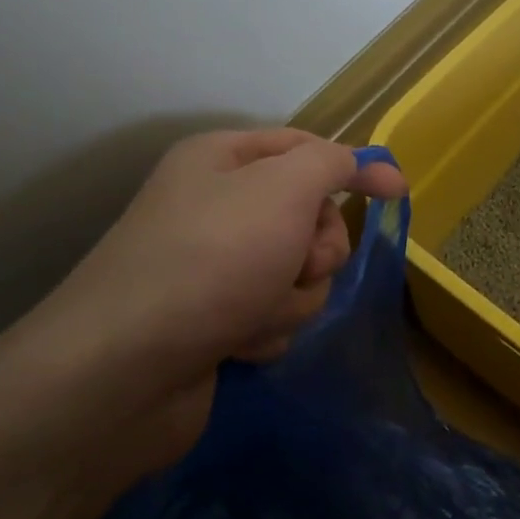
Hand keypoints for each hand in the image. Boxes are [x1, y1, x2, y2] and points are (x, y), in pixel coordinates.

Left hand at [0, 129, 405, 481]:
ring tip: (254, 312)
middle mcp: (216, 206)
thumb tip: (371, 165)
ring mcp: (214, 267)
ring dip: (291, 295)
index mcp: (223, 159)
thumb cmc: (212, 260)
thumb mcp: (284, 189)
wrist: (123, 370)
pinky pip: (273, 313)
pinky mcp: (214, 320)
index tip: (397, 193)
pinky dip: (267, 328)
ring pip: (298, 272)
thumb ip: (333, 165)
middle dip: (315, 248)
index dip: (354, 168)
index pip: (306, 148)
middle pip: (308, 216)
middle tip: (296, 263)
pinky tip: (236, 343)